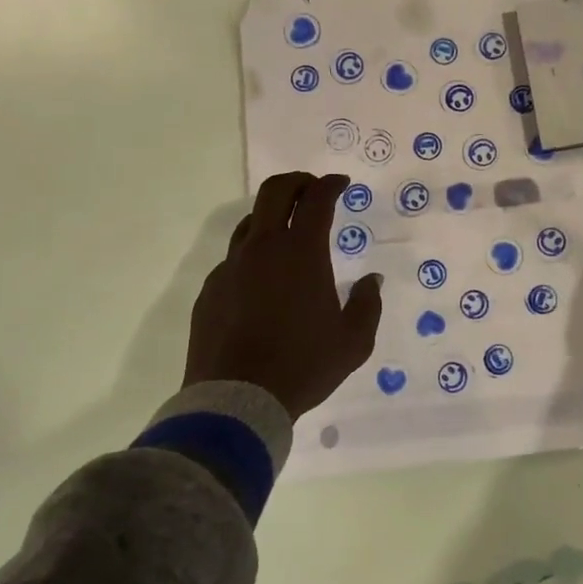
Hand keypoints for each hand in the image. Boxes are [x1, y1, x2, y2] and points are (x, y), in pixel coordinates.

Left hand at [184, 172, 384, 419]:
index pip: (316, 200)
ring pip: (250, 223)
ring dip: (272, 217)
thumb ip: (368, 304)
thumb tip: (371, 281)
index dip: (331, 185)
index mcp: (301, 253)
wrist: (237, 401)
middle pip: (275, 192)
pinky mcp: (211, 290)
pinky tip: (262, 281)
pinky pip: (234, 260)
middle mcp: (263, 249)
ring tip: (286, 233)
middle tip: (312, 189)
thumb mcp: (353, 342)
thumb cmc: (303, 366)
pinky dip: (252, 255)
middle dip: (297, 182)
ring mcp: (231, 268)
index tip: (341, 184)